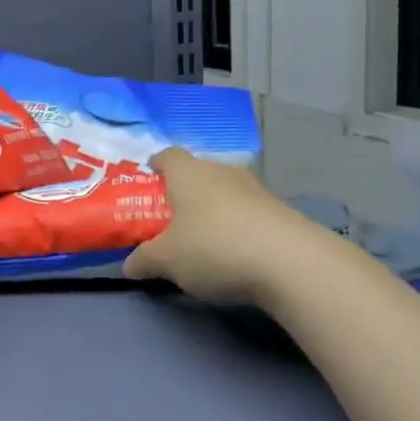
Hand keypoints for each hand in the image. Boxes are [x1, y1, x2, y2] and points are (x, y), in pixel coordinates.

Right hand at [122, 148, 307, 305]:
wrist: (290, 263)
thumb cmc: (213, 248)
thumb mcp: (166, 261)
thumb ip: (144, 260)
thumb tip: (129, 265)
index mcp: (188, 173)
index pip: (168, 155)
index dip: (157, 165)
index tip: (149, 178)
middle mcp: (222, 172)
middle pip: (199, 173)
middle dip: (185, 191)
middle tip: (173, 218)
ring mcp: (256, 189)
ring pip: (226, 192)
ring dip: (215, 210)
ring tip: (205, 239)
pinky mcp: (281, 212)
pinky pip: (249, 213)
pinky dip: (239, 227)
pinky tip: (236, 252)